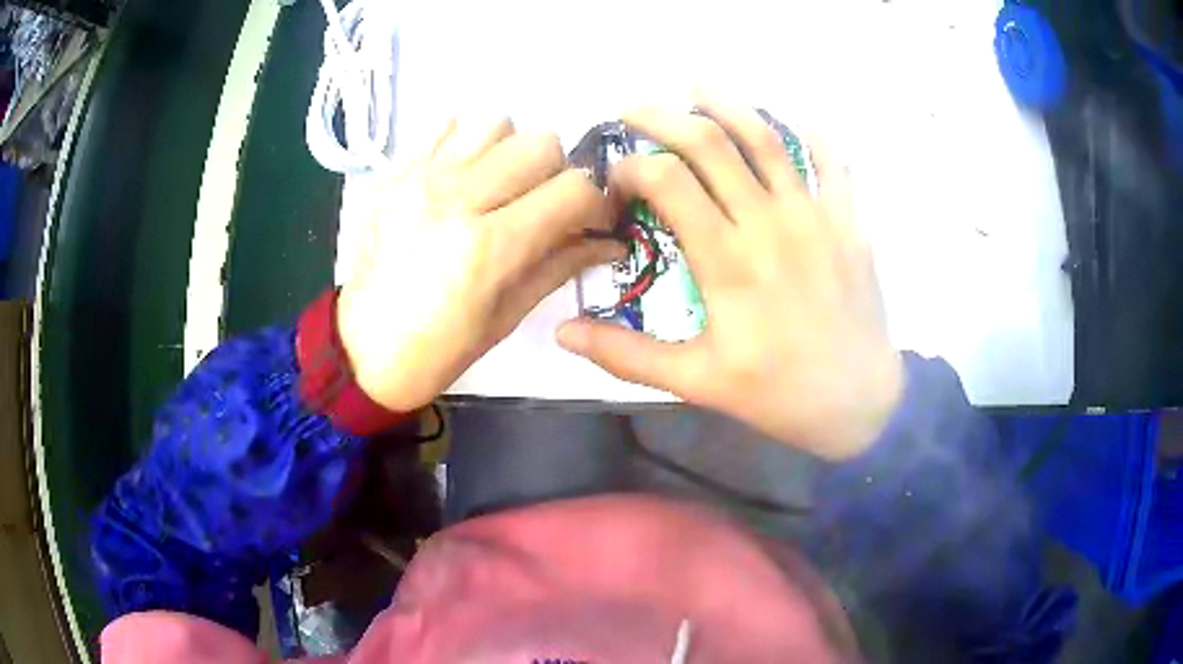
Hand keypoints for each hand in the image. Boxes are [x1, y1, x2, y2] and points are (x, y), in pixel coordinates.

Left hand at [338, 118, 618, 412]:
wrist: (362, 353)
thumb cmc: (439, 351)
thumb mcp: (508, 316)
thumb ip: (561, 265)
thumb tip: (609, 242)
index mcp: (488, 247)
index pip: (573, 189)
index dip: (596, 203)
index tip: (589, 221)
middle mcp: (455, 198)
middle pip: (540, 143)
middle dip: (557, 173)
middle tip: (543, 205)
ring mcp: (419, 179)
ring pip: (496, 124)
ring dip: (511, 151)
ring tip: (499, 186)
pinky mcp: (394, 174)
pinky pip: (446, 126)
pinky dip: (466, 143)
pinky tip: (461, 176)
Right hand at [556, 99, 903, 460]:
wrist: (860, 403)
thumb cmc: (777, 395)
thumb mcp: (695, 382)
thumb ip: (625, 354)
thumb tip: (561, 333)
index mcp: (726, 260)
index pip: (666, 181)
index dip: (630, 168)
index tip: (616, 182)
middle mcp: (768, 223)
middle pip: (708, 143)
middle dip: (662, 117)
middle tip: (633, 110)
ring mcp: (814, 215)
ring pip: (766, 138)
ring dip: (726, 105)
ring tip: (696, 89)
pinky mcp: (848, 221)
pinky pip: (831, 162)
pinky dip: (811, 133)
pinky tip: (792, 117)